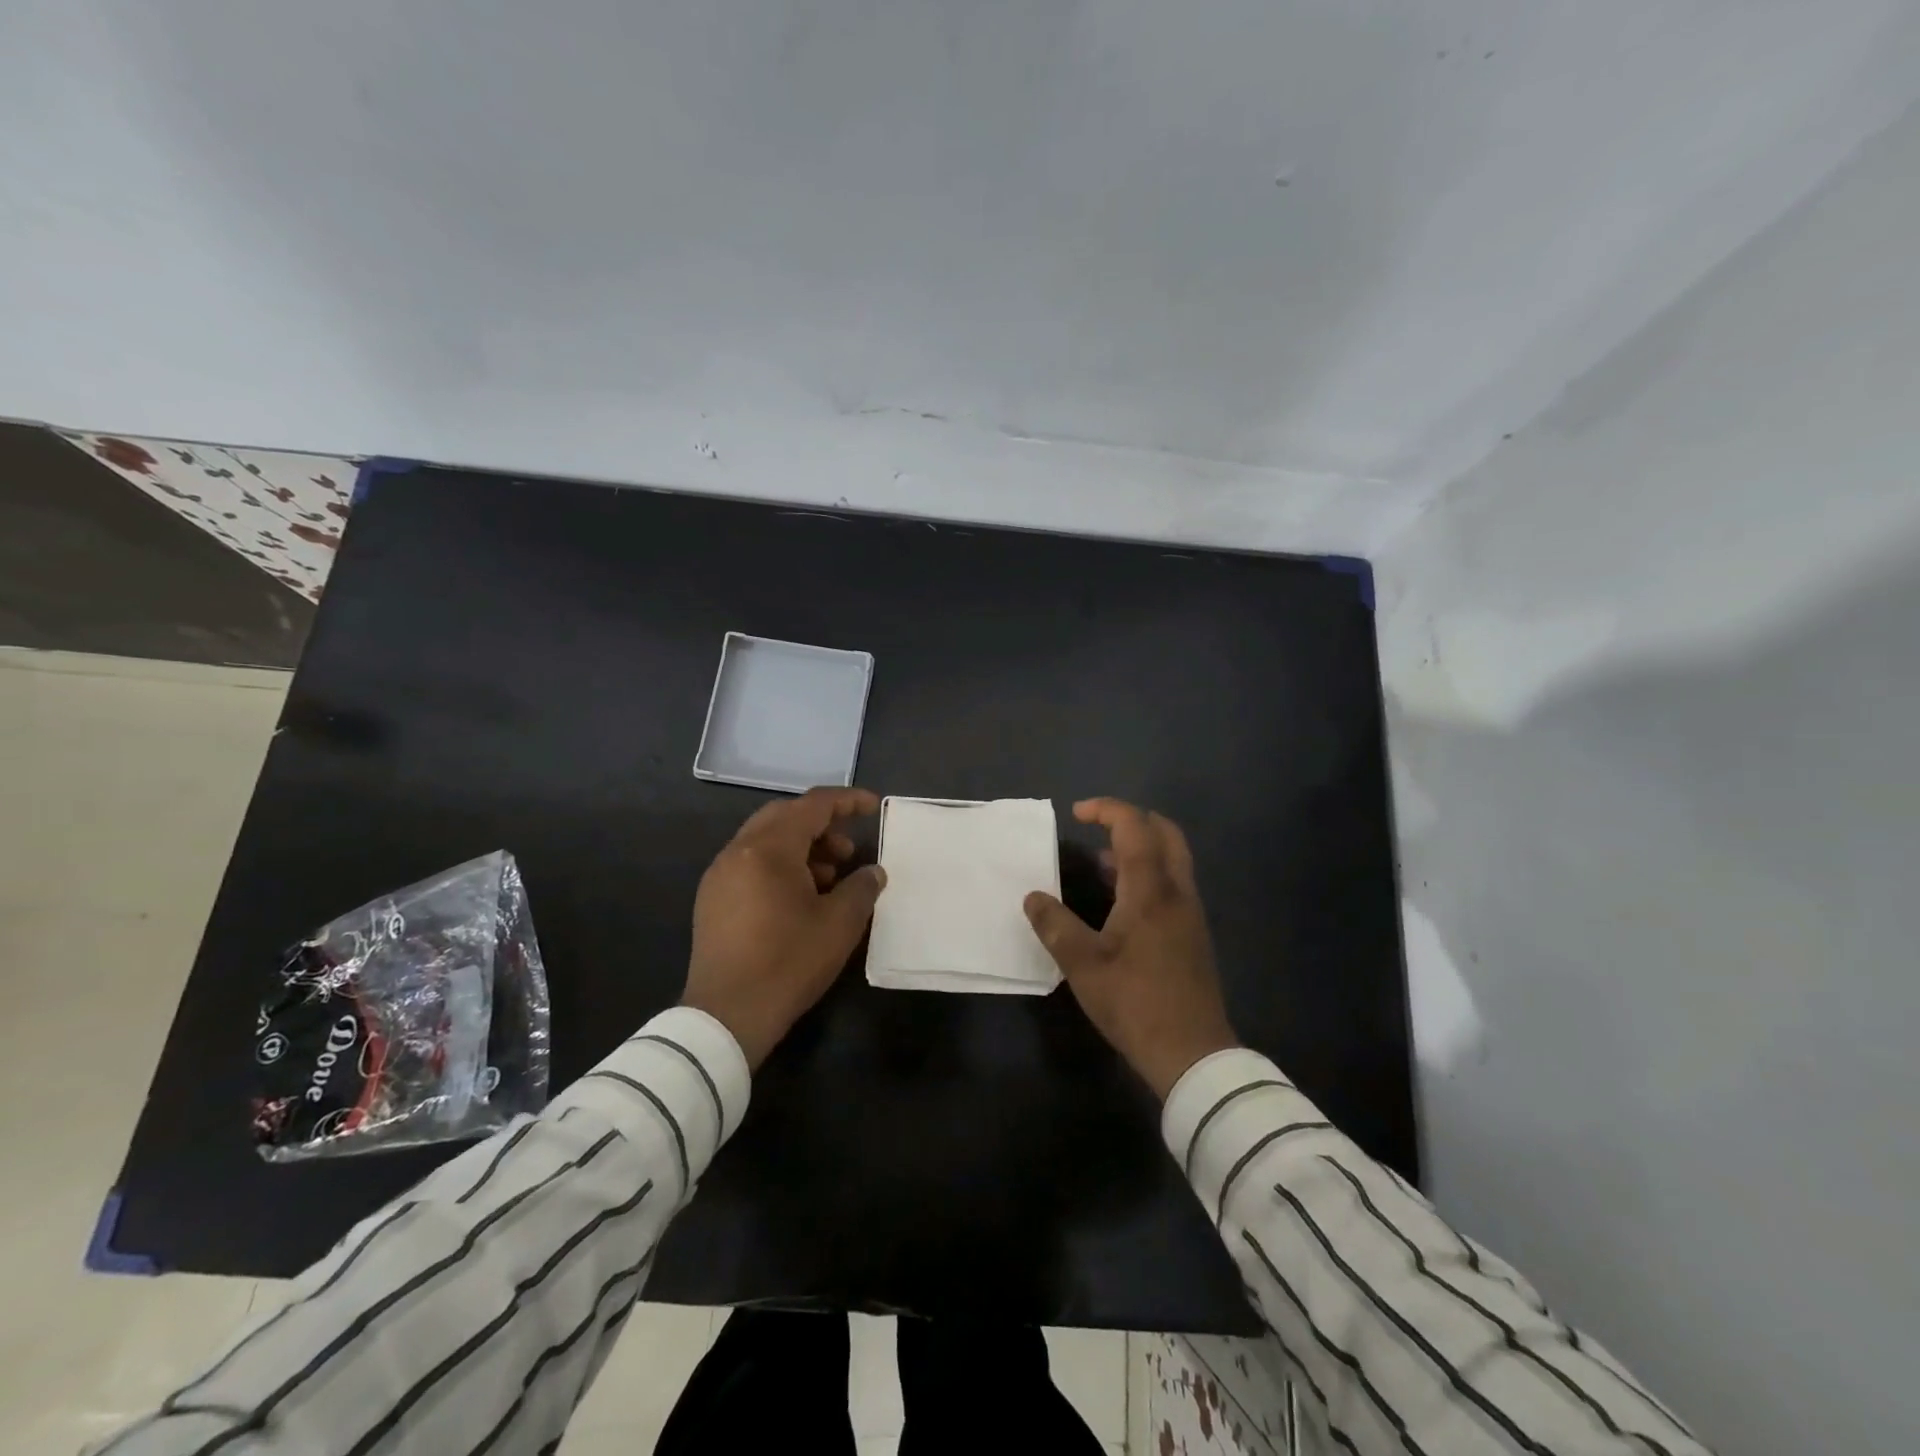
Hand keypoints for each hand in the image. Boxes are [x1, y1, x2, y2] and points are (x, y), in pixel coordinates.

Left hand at [682, 787, 886, 1069]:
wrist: (726, 1016)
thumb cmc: (788, 962)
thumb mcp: (839, 924)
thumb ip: (861, 887)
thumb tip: (872, 872)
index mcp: (768, 848)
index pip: (813, 805)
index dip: (847, 801)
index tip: (873, 807)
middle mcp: (738, 851)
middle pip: (785, 816)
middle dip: (822, 825)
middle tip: (849, 850)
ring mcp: (720, 874)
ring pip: (766, 840)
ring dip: (802, 847)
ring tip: (831, 878)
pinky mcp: (712, 899)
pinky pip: (751, 863)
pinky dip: (780, 866)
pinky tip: (801, 898)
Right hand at [1024, 798, 1237, 1098]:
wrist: (1192, 1054)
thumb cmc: (1135, 1003)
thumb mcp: (1083, 965)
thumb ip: (1055, 925)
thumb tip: (1032, 897)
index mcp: (1150, 890)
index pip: (1135, 827)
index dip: (1107, 810)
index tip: (1077, 813)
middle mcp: (1176, 892)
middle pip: (1165, 833)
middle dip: (1132, 820)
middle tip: (1098, 827)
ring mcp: (1190, 913)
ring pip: (1172, 859)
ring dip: (1140, 848)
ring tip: (1101, 862)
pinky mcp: (1192, 934)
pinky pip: (1172, 883)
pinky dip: (1148, 873)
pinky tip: (1120, 901)